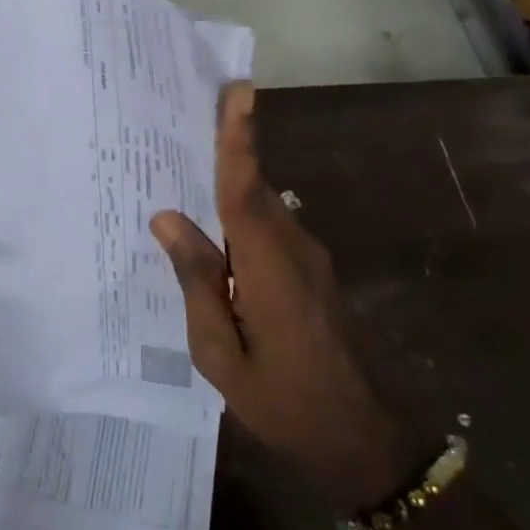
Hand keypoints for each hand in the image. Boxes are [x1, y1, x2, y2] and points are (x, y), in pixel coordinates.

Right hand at [151, 83, 427, 514]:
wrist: (361, 439)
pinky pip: (270, 232)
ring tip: (184, 180)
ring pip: (262, 210)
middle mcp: (294, 249)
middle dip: (226, 151)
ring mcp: (310, 261)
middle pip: (252, 189)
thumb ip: (196, 280)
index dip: (238, 138)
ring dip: (230, 189)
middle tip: (184, 123)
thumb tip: (167, 218)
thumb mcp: (219, 352)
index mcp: (269, 267)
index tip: (237, 90)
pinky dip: (241, 222)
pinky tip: (214, 238)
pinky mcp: (313, 274)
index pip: (245, 189)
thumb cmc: (283, 402)